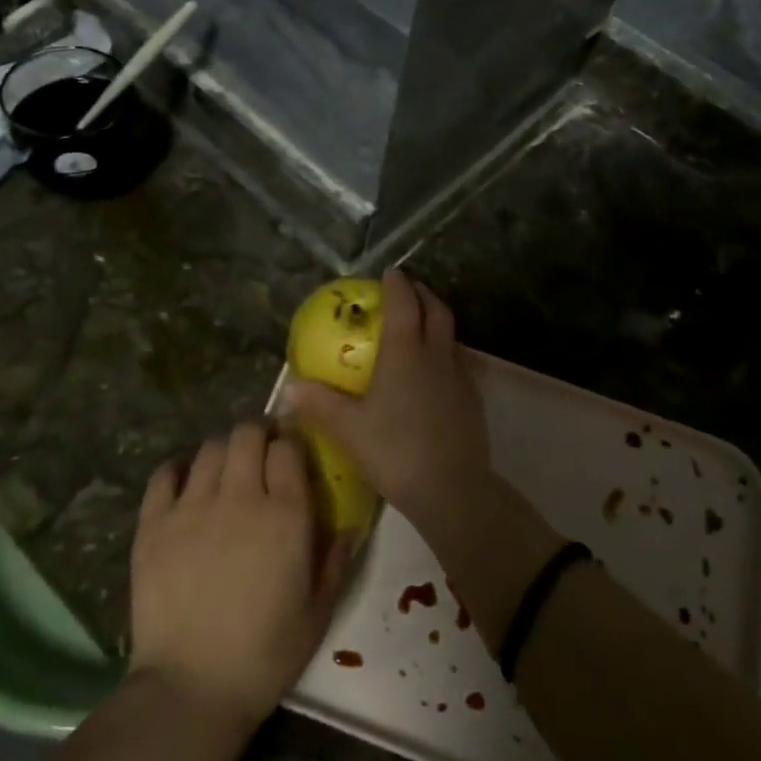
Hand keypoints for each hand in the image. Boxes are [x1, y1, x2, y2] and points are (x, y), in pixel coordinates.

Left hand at [128, 421, 350, 731]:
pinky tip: (184, 481)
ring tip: (225, 470)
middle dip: (257, 434)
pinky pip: (163, 475)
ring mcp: (192, 507)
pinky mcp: (153, 525)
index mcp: (285, 515)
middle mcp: (240, 497)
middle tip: (259, 452)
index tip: (290, 453)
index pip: (288, 448)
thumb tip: (349, 527)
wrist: (191, 688)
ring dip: (222, 451)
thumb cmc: (265, 654)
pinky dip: (176, 469)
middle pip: (246, 434)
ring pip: (209, 449)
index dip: (290, 444)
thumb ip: (335, 561)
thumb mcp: (318, 612)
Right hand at [284, 270, 492, 529]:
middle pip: (436, 310)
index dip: (397, 285)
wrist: (451, 488)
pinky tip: (435, 370)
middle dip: (422, 293)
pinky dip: (446, 350)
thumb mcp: (349, 428)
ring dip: (437, 320)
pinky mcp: (473, 398)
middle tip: (407, 290)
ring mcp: (460, 375)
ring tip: (421, 325)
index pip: (404, 304)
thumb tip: (287, 387)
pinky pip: (459, 360)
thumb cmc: (395, 450)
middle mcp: (436, 354)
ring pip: (451, 334)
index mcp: (405, 352)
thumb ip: (319, 404)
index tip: (389, 272)